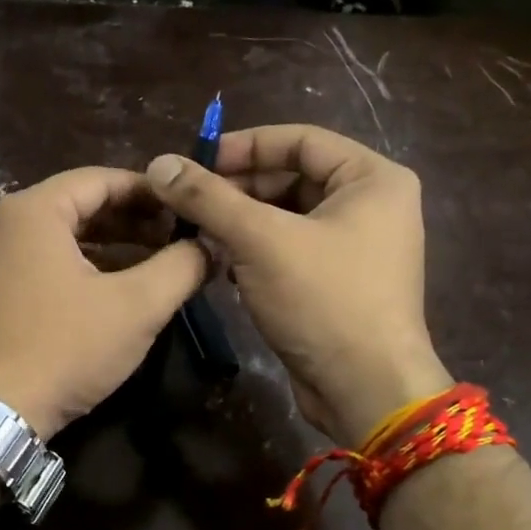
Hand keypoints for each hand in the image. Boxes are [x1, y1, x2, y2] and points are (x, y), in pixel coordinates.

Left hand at [0, 167, 207, 438]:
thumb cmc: (65, 348)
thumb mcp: (137, 306)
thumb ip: (181, 267)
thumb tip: (210, 244)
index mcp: (35, 210)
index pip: (102, 179)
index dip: (151, 191)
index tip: (187, 208)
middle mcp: (5, 224)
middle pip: (81, 206)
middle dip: (133, 220)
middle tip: (176, 237)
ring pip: (64, 238)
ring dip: (112, 246)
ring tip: (155, 263)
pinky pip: (45, 264)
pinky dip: (83, 268)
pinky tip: (115, 290)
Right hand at [146, 124, 449, 444]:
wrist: (365, 390)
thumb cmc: (324, 301)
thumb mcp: (261, 240)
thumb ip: (208, 198)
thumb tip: (159, 163)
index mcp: (372, 179)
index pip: (301, 139)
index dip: (244, 145)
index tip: (195, 161)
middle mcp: (371, 206)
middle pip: (292, 179)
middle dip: (237, 190)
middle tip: (187, 203)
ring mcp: (356, 248)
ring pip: (287, 219)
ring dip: (241, 224)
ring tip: (195, 234)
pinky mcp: (338, 284)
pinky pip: (290, 252)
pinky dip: (255, 254)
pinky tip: (221, 266)